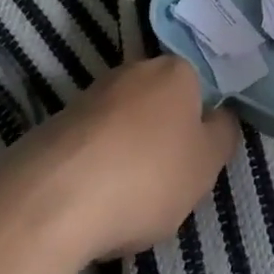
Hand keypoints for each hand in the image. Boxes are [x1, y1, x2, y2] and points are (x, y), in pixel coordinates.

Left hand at [0, 57, 238, 265]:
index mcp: (175, 70)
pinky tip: (90, 203)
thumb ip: (222, 136)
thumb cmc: (146, 176)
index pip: (198, 90)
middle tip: (164, 183)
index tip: (193, 163)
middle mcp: (133, 70)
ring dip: (125, 153)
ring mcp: (89, 95)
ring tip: (123, 201)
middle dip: (161, 137)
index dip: (198, 127)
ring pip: (122, 124)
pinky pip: (89, 145)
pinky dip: (94, 168)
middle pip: (158, 104)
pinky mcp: (53, 124)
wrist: (50, 201)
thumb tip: (220, 117)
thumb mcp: (206, 165)